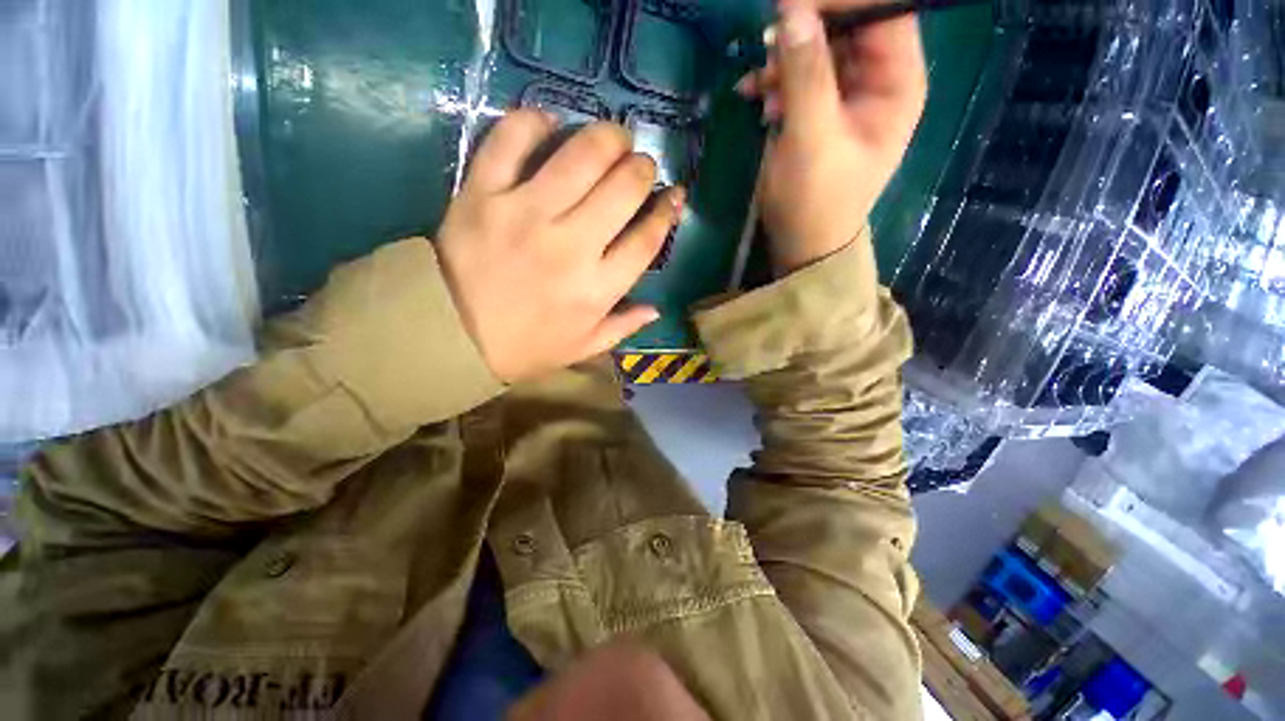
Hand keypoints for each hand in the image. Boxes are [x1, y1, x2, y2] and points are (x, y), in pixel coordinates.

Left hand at [436, 111, 682, 383]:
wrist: (451, 336)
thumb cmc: (525, 346)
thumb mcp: (583, 347)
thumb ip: (623, 327)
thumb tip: (656, 309)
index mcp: (596, 289)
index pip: (646, 239)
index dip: (666, 211)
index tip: (673, 195)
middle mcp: (570, 246)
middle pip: (623, 188)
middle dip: (642, 168)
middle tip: (640, 164)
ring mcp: (525, 214)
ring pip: (582, 155)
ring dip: (607, 137)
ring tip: (612, 138)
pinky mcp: (482, 193)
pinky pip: (512, 139)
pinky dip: (534, 121)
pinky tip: (550, 122)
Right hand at [736, 0, 926, 277]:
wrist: (802, 243)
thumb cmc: (816, 200)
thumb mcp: (812, 139)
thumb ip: (806, 74)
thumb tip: (791, 11)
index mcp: (896, 83)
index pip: (882, 11)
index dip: (842, 1)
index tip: (792, 6)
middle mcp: (877, 80)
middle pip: (848, 25)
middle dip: (806, 29)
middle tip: (767, 43)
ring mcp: (847, 95)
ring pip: (819, 48)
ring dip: (784, 59)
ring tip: (758, 85)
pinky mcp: (819, 110)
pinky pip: (799, 76)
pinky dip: (774, 81)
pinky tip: (754, 97)